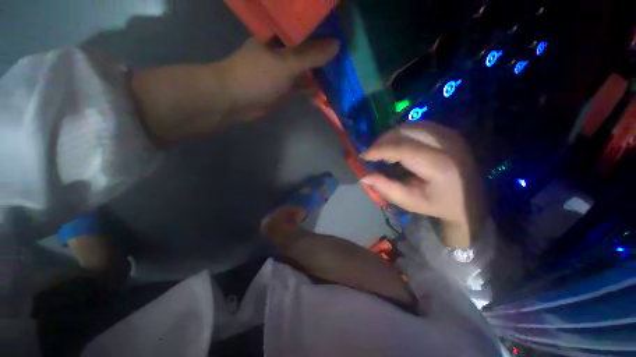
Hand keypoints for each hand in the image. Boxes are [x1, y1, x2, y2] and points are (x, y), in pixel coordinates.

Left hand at [220, 37, 339, 120]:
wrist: (237, 100)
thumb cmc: (258, 76)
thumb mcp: (286, 63)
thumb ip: (311, 55)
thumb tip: (337, 45)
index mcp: (281, 36)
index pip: (306, 29)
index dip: (324, 30)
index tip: (343, 32)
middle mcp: (283, 51)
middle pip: (308, 49)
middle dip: (325, 53)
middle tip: (345, 55)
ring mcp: (284, 71)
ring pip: (306, 69)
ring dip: (320, 72)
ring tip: (339, 73)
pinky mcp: (285, 88)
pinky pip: (302, 86)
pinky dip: (311, 88)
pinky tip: (324, 90)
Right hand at [361, 122, 484, 247]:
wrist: (470, 201)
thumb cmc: (438, 205)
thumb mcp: (409, 201)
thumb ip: (385, 188)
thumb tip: (364, 176)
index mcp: (438, 165)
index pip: (402, 149)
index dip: (379, 150)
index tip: (363, 156)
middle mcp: (447, 144)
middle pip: (405, 132)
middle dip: (383, 141)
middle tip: (372, 154)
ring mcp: (450, 135)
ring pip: (410, 126)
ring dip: (391, 136)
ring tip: (383, 151)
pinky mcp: (449, 132)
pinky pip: (418, 126)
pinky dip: (402, 134)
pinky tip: (397, 145)